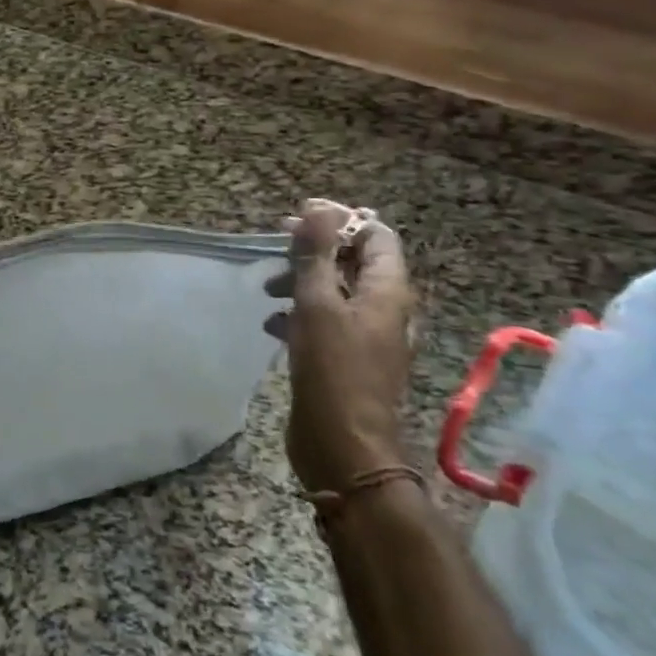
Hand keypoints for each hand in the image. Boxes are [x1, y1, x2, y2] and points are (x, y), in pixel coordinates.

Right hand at [266, 201, 415, 492]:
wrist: (343, 446)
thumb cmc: (332, 369)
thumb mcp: (317, 304)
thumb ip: (316, 255)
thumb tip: (318, 209)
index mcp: (387, 291)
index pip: (376, 234)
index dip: (340, 219)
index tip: (298, 216)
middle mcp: (384, 309)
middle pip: (353, 260)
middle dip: (314, 249)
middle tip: (277, 245)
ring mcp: (367, 336)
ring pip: (335, 290)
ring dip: (302, 281)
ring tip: (268, 288)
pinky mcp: (348, 358)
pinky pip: (326, 321)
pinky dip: (301, 314)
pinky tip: (273, 325)